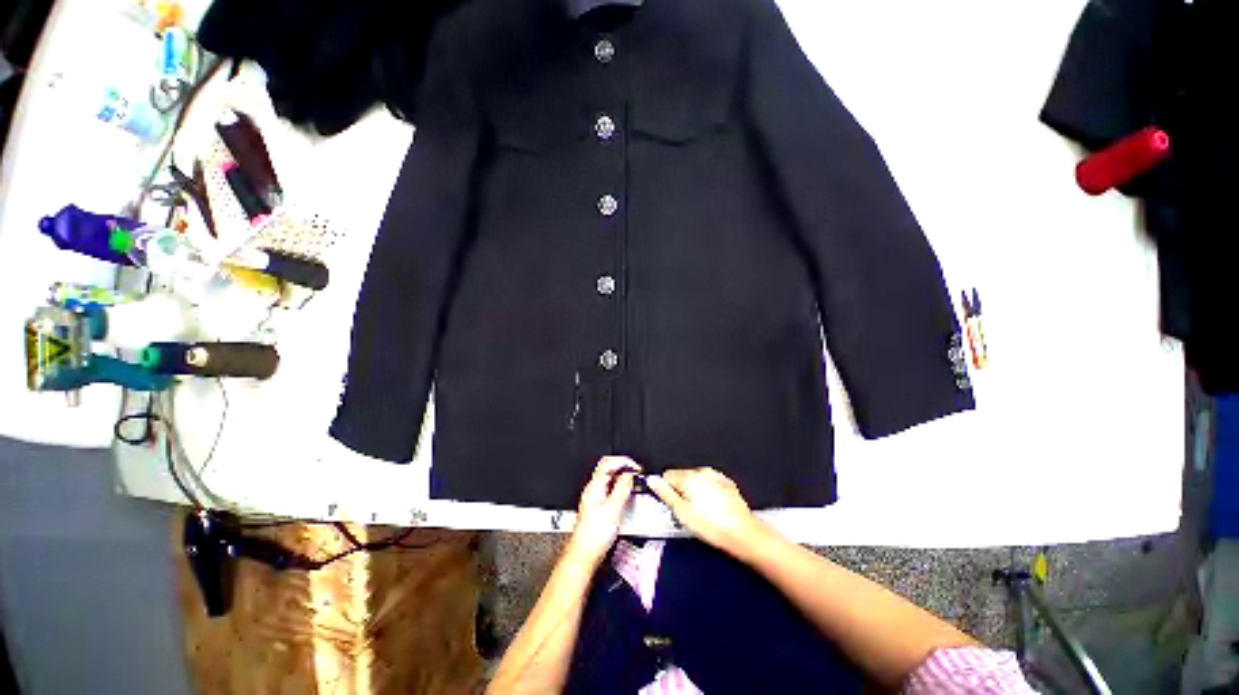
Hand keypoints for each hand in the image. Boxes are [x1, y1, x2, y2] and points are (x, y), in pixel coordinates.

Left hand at [567, 457, 638, 565]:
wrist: (583, 556)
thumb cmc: (593, 536)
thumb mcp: (613, 509)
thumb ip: (622, 489)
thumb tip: (630, 474)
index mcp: (595, 486)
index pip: (609, 462)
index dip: (624, 461)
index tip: (637, 467)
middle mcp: (593, 489)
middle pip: (609, 468)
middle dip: (624, 467)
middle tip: (637, 473)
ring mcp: (595, 497)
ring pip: (610, 478)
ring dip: (623, 478)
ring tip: (635, 483)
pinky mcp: (598, 506)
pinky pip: (610, 489)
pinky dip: (620, 488)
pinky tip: (627, 495)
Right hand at [646, 468, 769, 557]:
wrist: (743, 533)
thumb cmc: (712, 526)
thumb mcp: (682, 513)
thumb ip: (665, 494)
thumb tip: (652, 481)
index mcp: (689, 477)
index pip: (668, 475)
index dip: (666, 490)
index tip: (671, 503)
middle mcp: (702, 472)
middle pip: (682, 476)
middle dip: (681, 490)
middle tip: (686, 511)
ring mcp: (716, 476)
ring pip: (696, 479)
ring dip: (694, 491)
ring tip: (701, 512)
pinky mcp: (726, 483)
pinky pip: (710, 483)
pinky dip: (708, 491)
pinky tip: (712, 507)